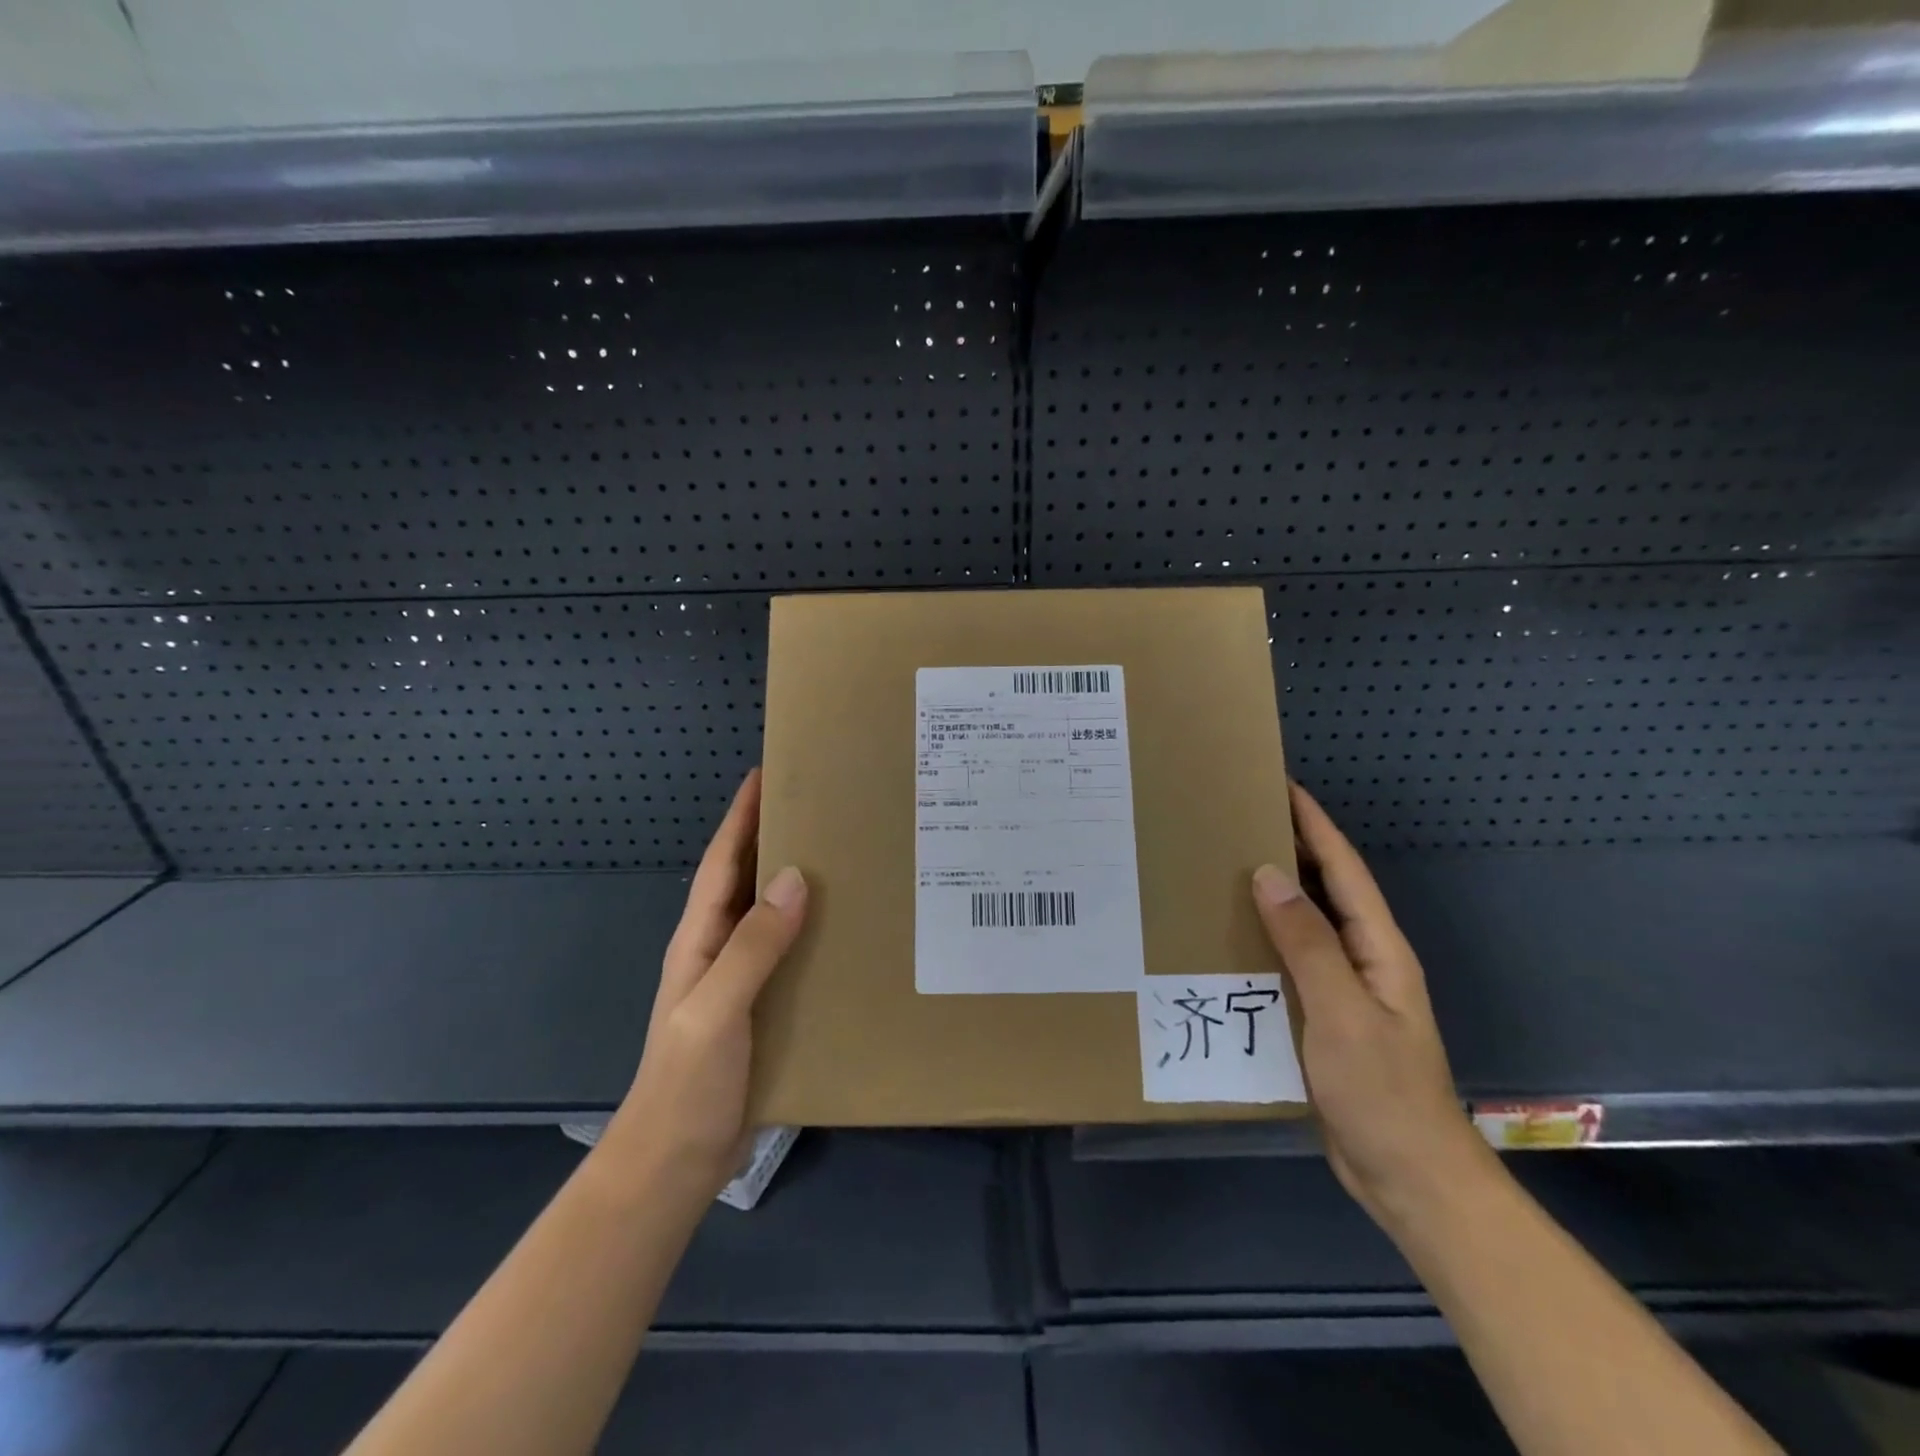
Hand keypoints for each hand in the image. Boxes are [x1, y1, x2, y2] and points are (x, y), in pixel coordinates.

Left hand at [602, 769, 807, 1196]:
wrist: (674, 1162)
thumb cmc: (687, 1082)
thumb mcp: (716, 1009)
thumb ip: (753, 945)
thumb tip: (798, 878)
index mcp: (699, 940)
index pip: (722, 864)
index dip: (740, 818)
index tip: (765, 774)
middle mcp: (718, 950)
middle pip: (747, 880)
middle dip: (773, 838)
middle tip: (820, 807)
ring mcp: (738, 980)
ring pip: (770, 915)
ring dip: (796, 882)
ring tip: (842, 856)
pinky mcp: (760, 1008)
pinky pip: (788, 953)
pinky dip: (811, 931)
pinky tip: (844, 930)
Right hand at [1251, 783, 1491, 1229]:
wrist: (1408, 1178)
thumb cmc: (1382, 1092)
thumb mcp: (1342, 1013)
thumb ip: (1308, 943)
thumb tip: (1268, 875)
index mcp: (1378, 949)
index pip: (1344, 870)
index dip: (1315, 825)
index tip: (1280, 786)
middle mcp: (1362, 960)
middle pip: (1324, 889)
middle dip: (1289, 848)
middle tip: (1236, 820)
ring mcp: (1342, 990)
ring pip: (1303, 925)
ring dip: (1270, 893)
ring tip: (1220, 867)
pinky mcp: (1320, 1017)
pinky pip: (1287, 962)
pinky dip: (1260, 939)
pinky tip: (1225, 938)